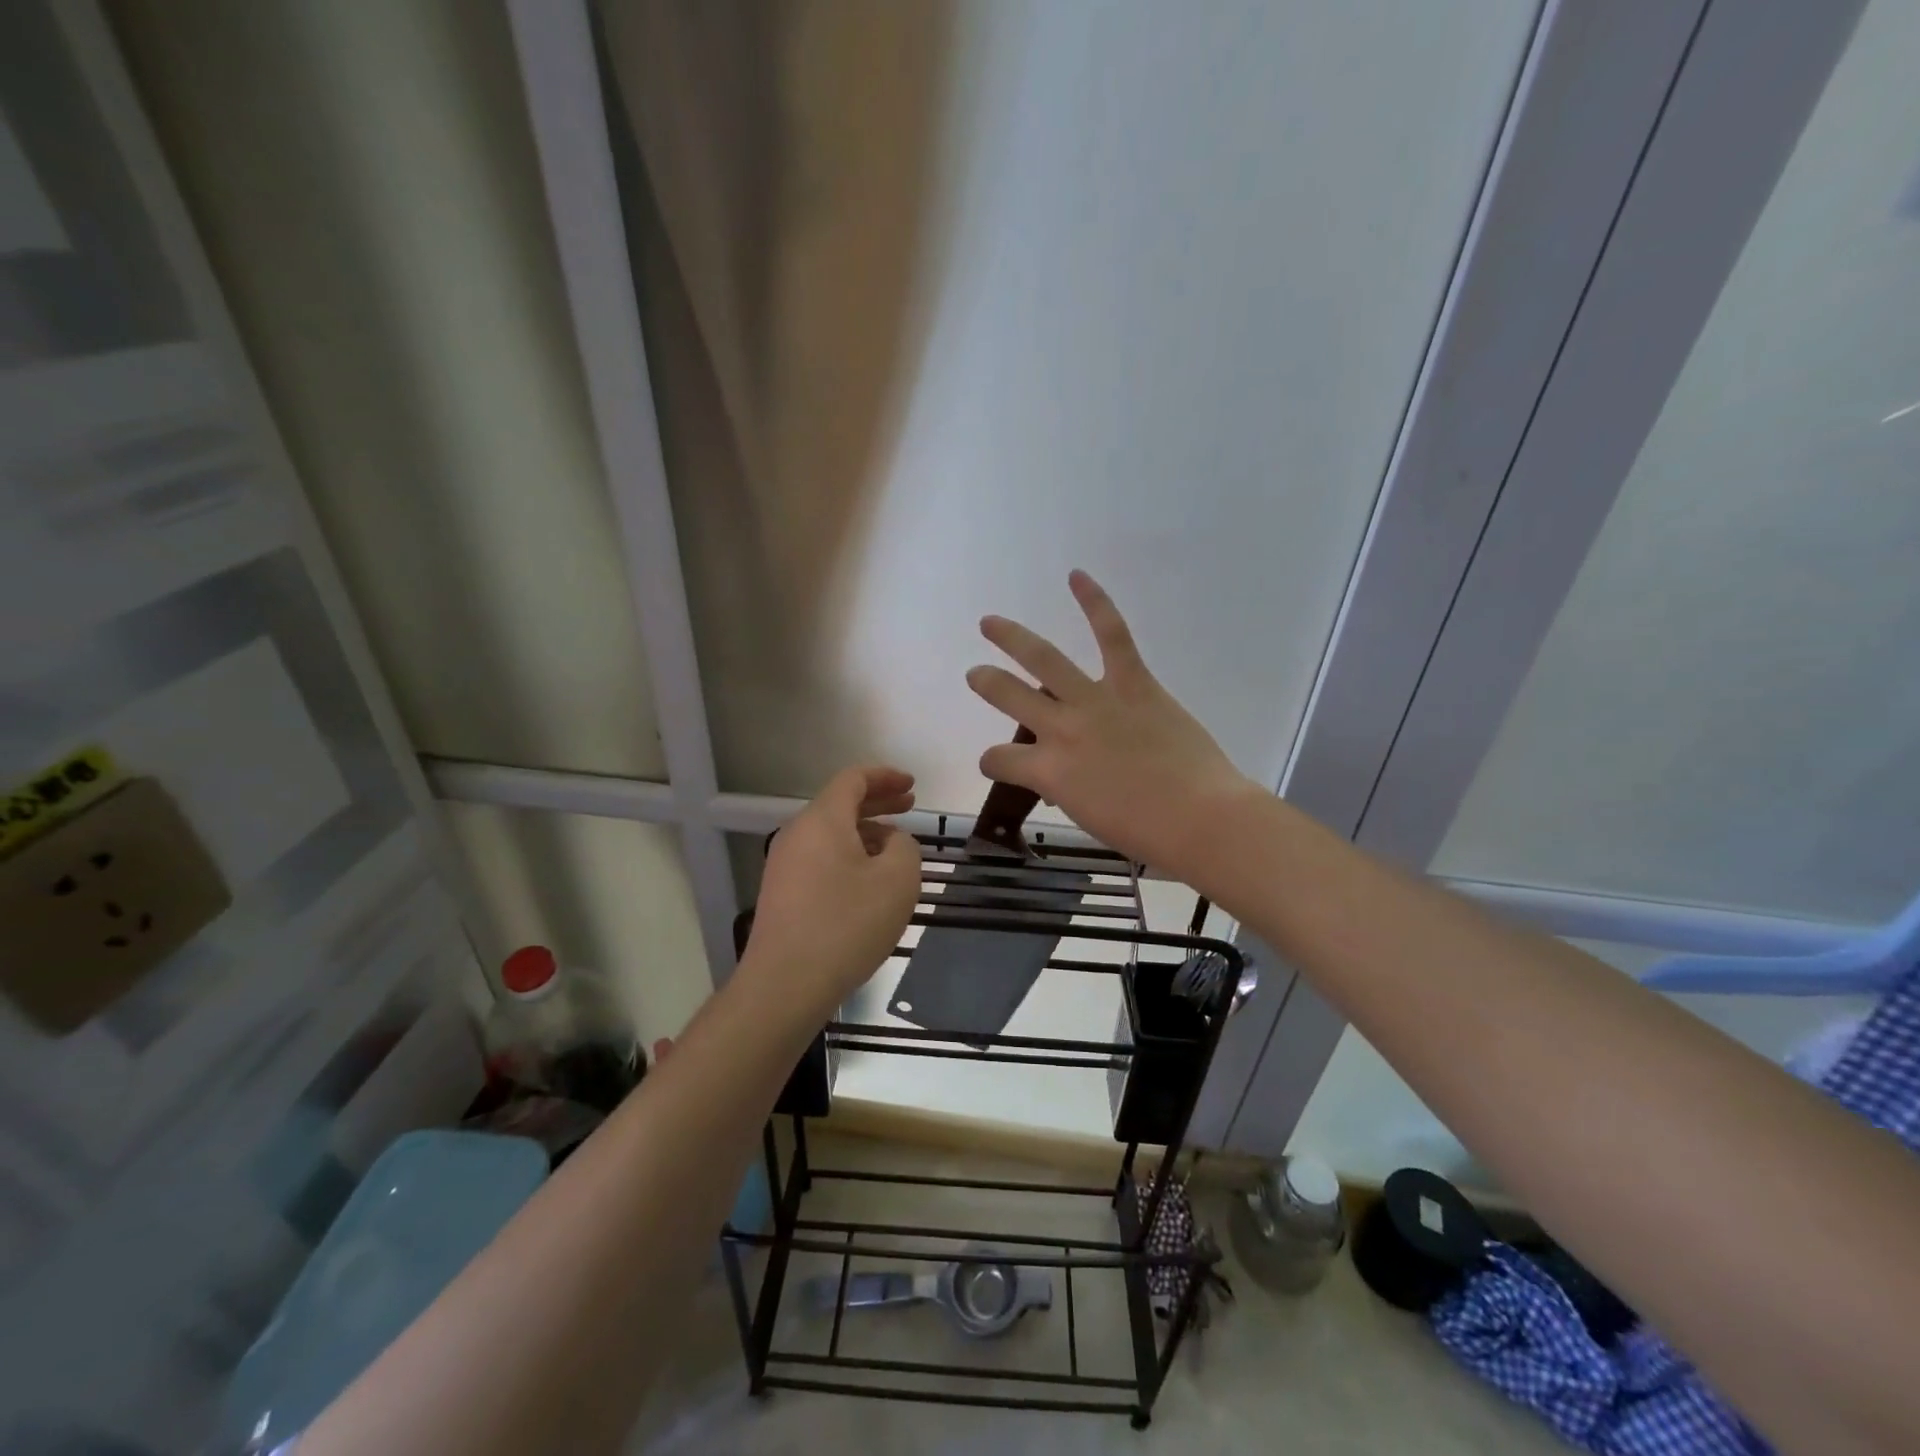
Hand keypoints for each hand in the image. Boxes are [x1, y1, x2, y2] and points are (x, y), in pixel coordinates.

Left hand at [741, 765, 921, 1015]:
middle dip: (878, 802)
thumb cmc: (847, 925)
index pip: (853, 780)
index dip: (885, 777)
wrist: (785, 985)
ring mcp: (784, 865)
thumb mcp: (897, 880)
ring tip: (895, 848)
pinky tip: (868, 880)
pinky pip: (820, 859)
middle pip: (840, 804)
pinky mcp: (782, 894)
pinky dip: (849, 855)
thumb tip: (891, 842)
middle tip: (910, 806)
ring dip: (865, 832)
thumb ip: (905, 847)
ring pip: (830, 834)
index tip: (912, 784)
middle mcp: (797, 834)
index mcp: (822, 820)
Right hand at [966, 571, 1256, 874]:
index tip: (997, 764)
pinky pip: (1111, 635)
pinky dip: (1095, 603)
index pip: (1000, 759)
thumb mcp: (1088, 817)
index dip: (992, 761)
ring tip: (990, 623)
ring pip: (1044, 659)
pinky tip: (1076, 577)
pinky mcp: (1133, 683)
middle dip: (987, 683)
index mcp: (1048, 772)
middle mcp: (1061, 729)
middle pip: (1008, 696)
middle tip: (976, 675)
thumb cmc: (1146, 833)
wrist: (1200, 819)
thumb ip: (1066, 789)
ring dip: (1012, 638)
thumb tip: (1065, 776)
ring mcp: (1096, 701)